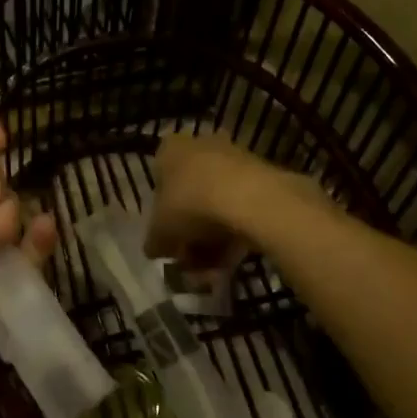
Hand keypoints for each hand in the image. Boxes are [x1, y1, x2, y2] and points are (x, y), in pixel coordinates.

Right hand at [145, 134, 319, 270]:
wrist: (250, 198)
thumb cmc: (191, 204)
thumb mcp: (160, 231)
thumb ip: (155, 241)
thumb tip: (154, 249)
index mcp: (170, 150)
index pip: (159, 182)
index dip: (161, 216)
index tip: (168, 242)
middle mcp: (201, 146)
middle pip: (190, 195)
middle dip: (190, 233)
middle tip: (190, 262)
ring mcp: (234, 160)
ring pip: (217, 205)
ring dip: (212, 240)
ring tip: (212, 271)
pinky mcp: (262, 177)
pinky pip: (241, 209)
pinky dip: (235, 234)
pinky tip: (232, 262)